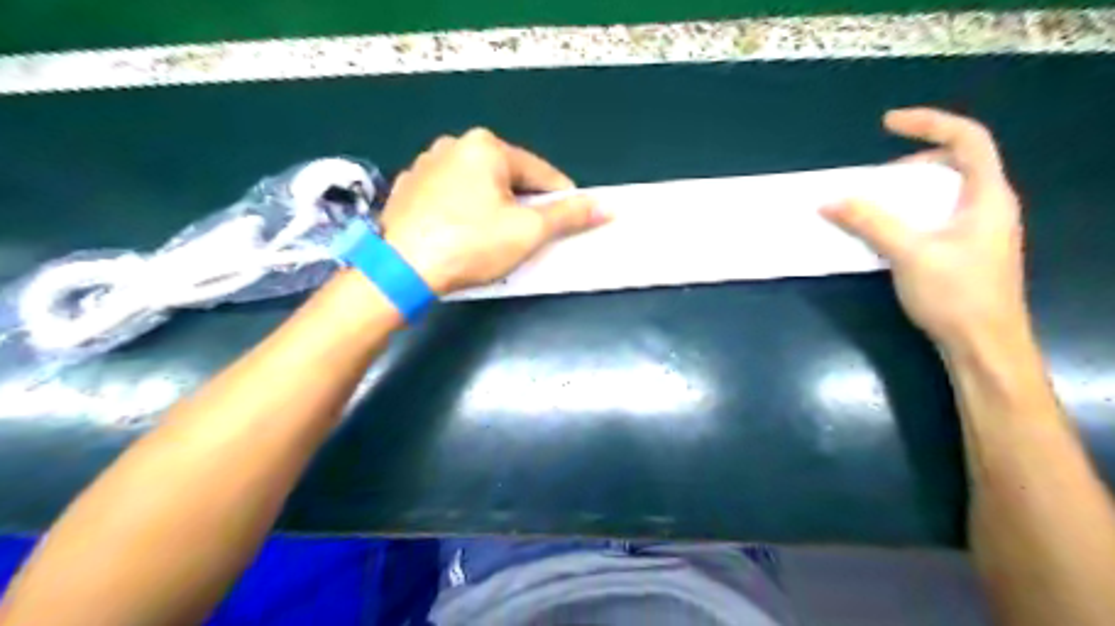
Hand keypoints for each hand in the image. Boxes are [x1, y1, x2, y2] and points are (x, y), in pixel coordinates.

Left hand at [384, 128, 608, 293]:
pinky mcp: (407, 189)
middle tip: (533, 237)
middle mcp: (453, 145)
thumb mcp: (527, 231)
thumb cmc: (471, 244)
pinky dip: (465, 212)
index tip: (573, 223)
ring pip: (478, 187)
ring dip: (495, 209)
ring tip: (498, 241)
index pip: (541, 173)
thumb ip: (568, 216)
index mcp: (485, 146)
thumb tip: (607, 207)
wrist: (399, 269)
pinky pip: (451, 197)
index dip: (562, 200)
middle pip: (508, 178)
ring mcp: (425, 165)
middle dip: (525, 206)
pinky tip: (464, 237)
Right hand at [817, 107, 1025, 351]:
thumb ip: (869, 222)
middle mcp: (988, 206)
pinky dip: (909, 214)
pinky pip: (936, 216)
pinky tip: (887, 233)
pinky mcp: (965, 251)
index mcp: (988, 195)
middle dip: (914, 161)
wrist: (983, 345)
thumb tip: (828, 200)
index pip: (968, 138)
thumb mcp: (909, 253)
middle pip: (956, 163)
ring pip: (944, 192)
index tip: (887, 124)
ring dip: (908, 191)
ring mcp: (978, 230)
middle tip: (877, 178)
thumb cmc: (956, 294)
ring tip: (875, 205)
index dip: (929, 123)